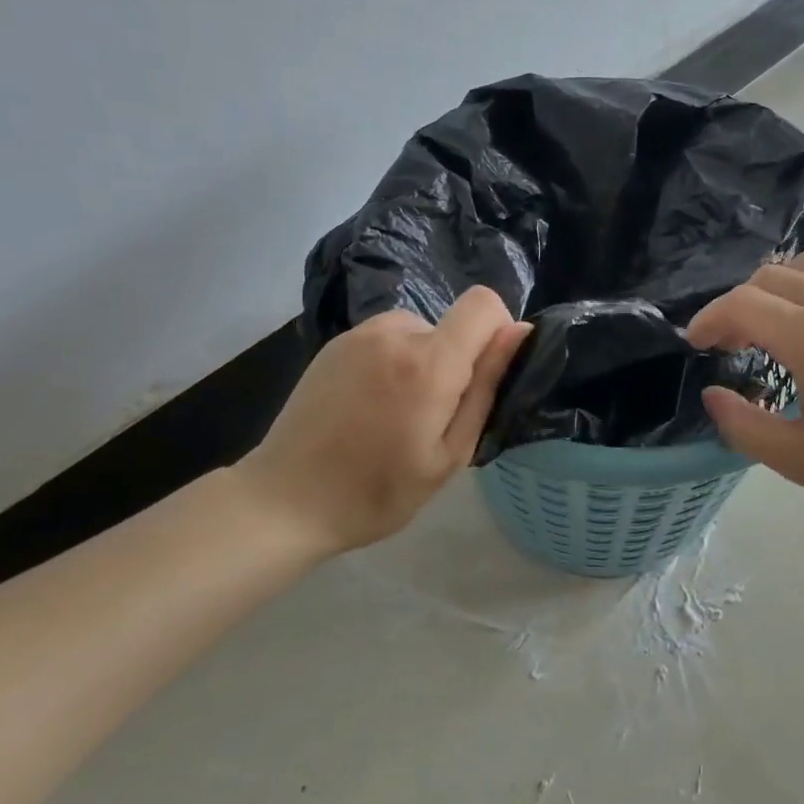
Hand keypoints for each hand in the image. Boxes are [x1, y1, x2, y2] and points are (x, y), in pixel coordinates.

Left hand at [234, 288, 532, 553]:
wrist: (285, 500)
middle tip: (431, 420)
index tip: (484, 377)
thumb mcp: (449, 453)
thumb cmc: (377, 492)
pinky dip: (392, 363)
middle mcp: (394, 332)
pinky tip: (367, 407)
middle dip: (455, 363)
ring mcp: (359, 335)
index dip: (498, 331)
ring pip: (419, 333)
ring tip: (396, 416)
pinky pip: (386, 340)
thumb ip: (486, 387)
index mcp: (429, 362)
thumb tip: (518, 332)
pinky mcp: (334, 343)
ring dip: (423, 363)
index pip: (484, 303)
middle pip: (451, 326)